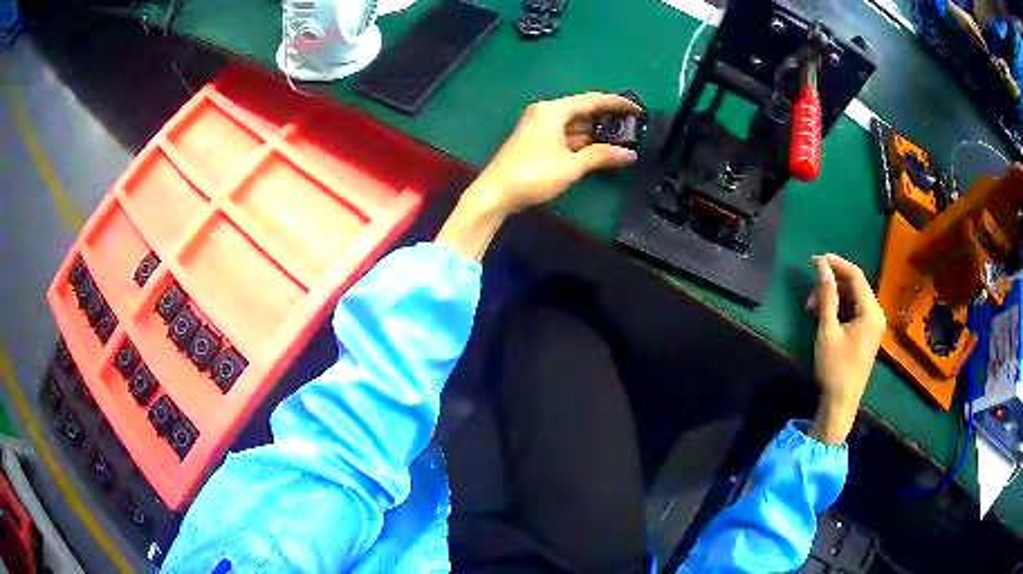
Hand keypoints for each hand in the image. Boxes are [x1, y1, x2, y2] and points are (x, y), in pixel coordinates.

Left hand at [465, 92, 641, 214]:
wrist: (495, 193)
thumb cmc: (533, 174)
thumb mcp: (571, 165)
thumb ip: (601, 156)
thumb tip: (630, 154)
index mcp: (554, 110)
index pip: (592, 100)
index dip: (617, 103)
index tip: (638, 109)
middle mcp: (546, 112)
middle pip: (583, 110)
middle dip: (607, 119)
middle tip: (633, 127)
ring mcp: (539, 127)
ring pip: (574, 124)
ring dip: (596, 132)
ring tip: (621, 140)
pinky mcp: (535, 141)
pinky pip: (565, 135)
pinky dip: (582, 140)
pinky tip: (598, 149)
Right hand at [805, 254, 885, 443]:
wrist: (841, 403)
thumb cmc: (835, 368)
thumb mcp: (828, 331)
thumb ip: (827, 296)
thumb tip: (821, 265)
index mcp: (871, 311)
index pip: (856, 275)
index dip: (836, 263)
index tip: (815, 260)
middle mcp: (876, 313)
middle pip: (855, 285)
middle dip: (832, 283)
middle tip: (810, 290)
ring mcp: (873, 324)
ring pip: (853, 297)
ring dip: (833, 296)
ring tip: (812, 306)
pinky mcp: (866, 333)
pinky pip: (854, 310)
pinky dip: (839, 308)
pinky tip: (823, 315)